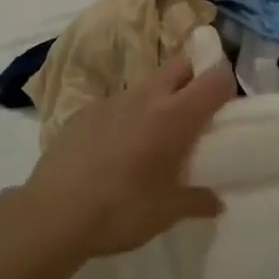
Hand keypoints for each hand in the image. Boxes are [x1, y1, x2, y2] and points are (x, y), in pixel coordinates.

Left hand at [21, 53, 235, 259]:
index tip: (226, 106)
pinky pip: (117, 103)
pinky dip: (126, 116)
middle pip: (181, 64)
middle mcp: (147, 97)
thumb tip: (217, 204)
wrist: (52, 214)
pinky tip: (116, 148)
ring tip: (154, 134)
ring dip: (159, 98)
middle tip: (196, 109)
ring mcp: (112, 100)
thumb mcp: (166, 213)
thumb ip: (197, 201)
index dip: (225, 85)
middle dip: (194, 76)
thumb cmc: (120, 211)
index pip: (215, 79)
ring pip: (147, 83)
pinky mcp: (85, 111)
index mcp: (175, 116)